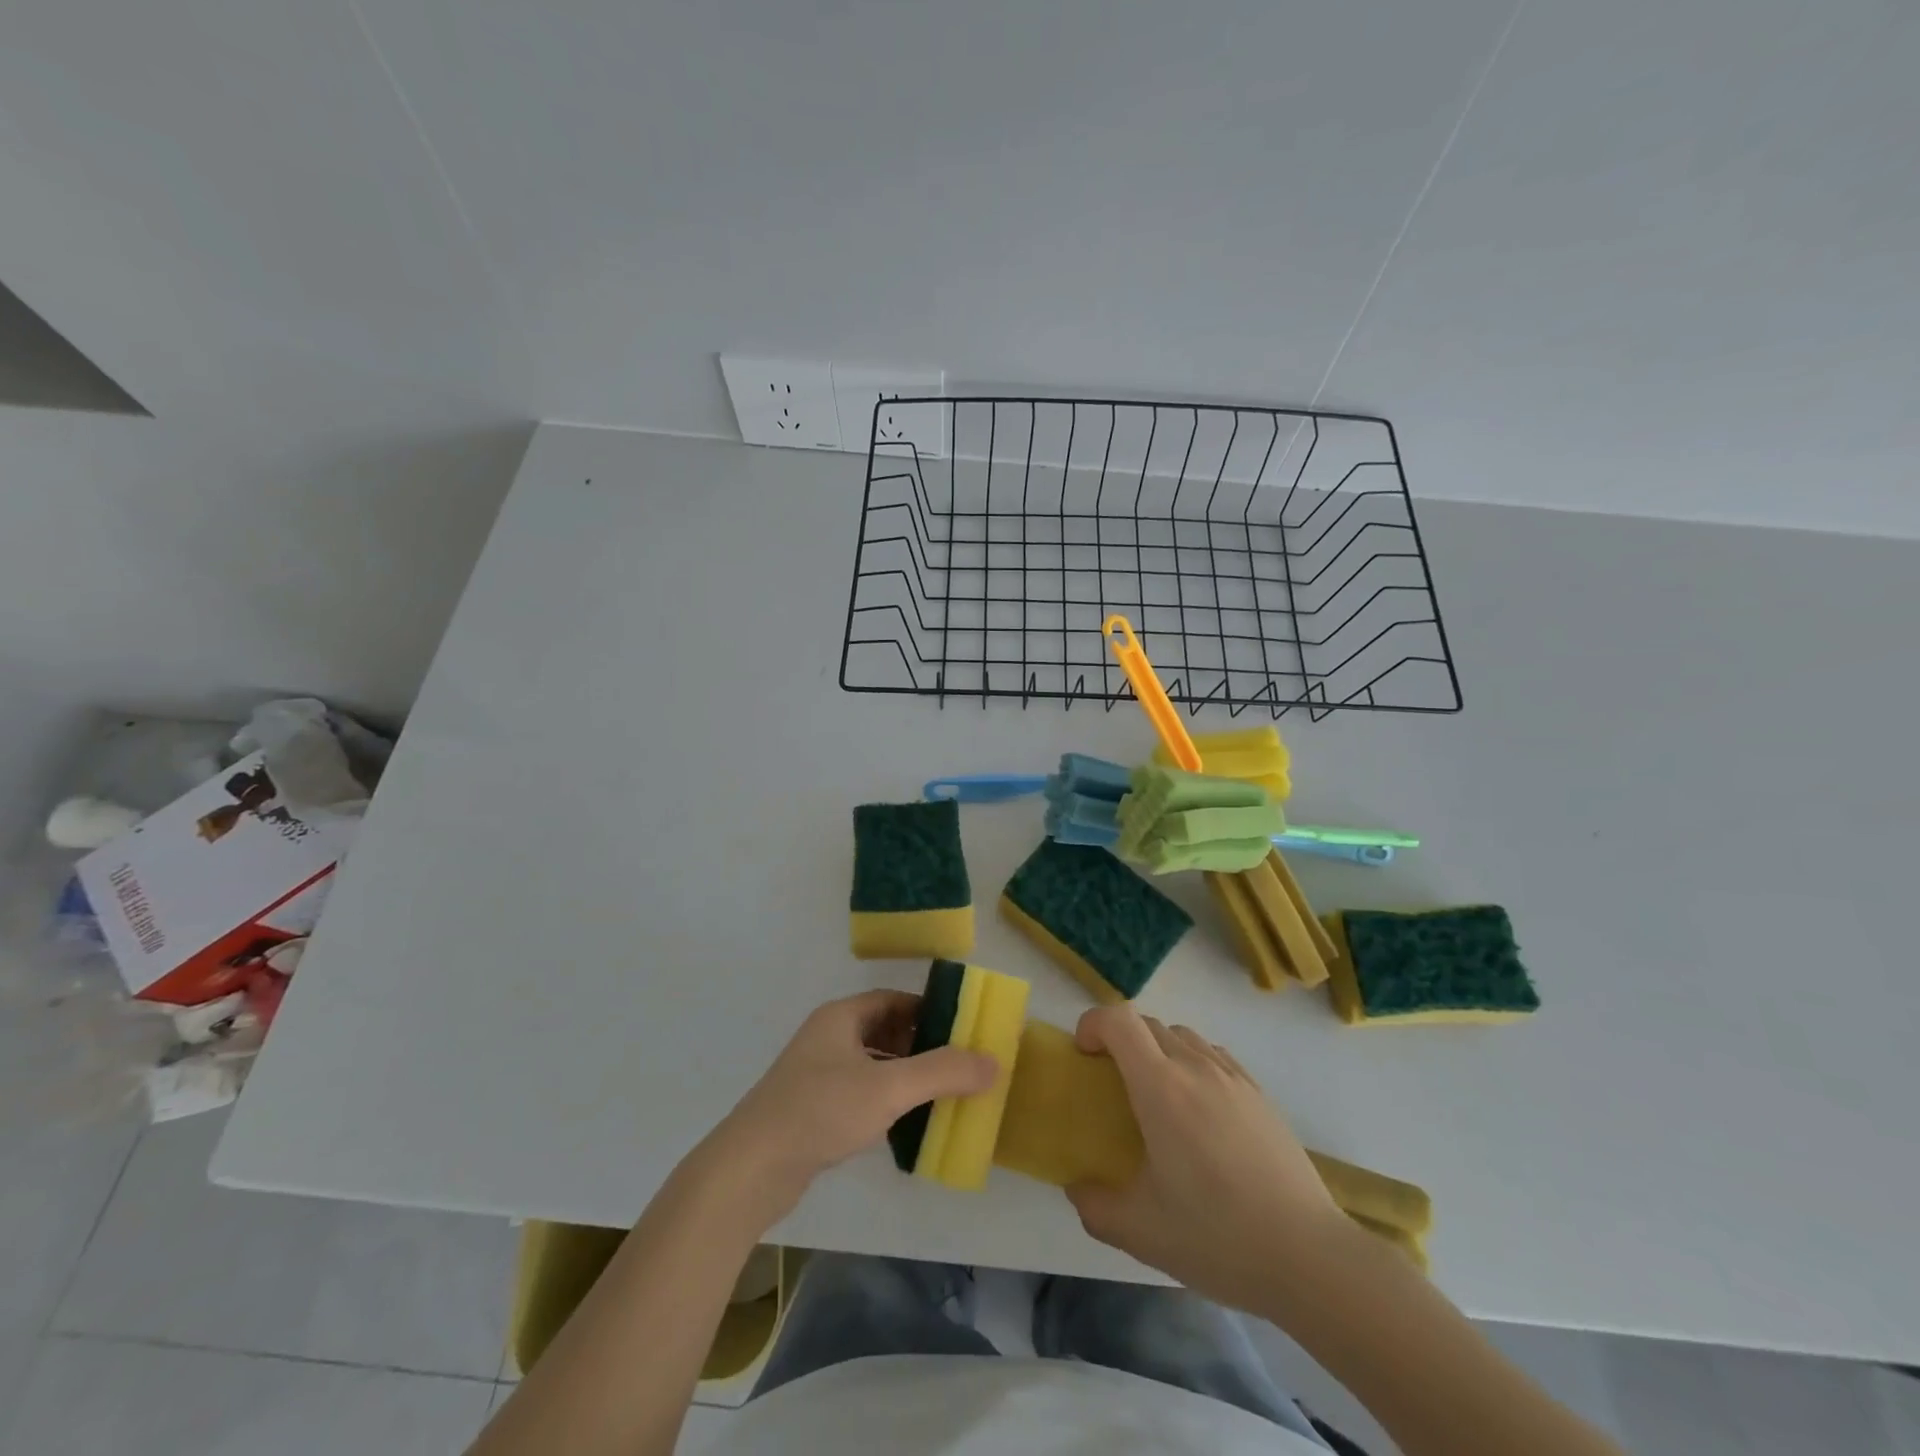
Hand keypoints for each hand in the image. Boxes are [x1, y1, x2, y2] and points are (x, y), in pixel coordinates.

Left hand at [697, 990, 996, 1227]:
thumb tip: (994, 1061)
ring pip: (871, 1063)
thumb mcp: (888, 1088)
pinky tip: (904, 1122)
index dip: (927, 1010)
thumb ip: (942, 1072)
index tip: (961, 1028)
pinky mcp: (811, 1109)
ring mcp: (816, 1074)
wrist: (750, 1169)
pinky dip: (884, 1099)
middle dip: (920, 1044)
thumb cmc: (820, 1111)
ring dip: (903, 1074)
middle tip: (958, 1063)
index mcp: (841, 1017)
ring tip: (940, 1093)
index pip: (892, 1000)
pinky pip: (858, 1092)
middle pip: (883, 1030)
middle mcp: (827, 1037)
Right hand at [1065, 1005, 1345, 1309]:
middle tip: (1113, 1087)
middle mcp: (1196, 1067)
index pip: (1119, 1019)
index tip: (1085, 1058)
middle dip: (1120, 1042)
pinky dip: (1191, 1064)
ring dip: (1157, 1051)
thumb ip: (1094, 1205)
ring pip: (1182, 1036)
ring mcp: (1233, 1077)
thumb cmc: (1218, 1236)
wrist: (1310, 1256)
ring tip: (1157, 1100)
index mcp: (1161, 1087)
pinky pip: (1213, 1055)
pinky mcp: (1259, 1094)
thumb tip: (1078, 1188)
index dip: (1092, 1025)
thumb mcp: (1140, 1232)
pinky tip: (1199, 1114)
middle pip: (1147, 1024)